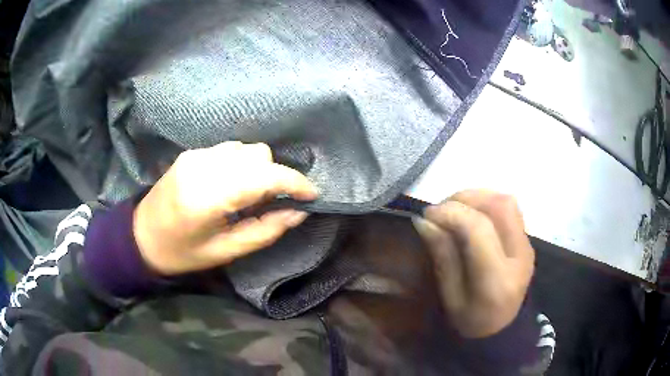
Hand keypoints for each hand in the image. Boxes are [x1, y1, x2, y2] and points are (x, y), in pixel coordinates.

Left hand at [133, 142, 317, 275]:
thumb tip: (299, 212)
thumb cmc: (182, 253)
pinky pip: (231, 150)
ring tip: (254, 195)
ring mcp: (196, 155)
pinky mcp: (192, 153)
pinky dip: (243, 164)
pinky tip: (235, 184)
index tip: (312, 195)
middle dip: (277, 177)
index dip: (294, 183)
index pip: (264, 176)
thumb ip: (266, 230)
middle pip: (259, 156)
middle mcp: (203, 166)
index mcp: (209, 196)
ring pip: (247, 149)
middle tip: (277, 202)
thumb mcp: (226, 251)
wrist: (141, 235)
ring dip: (260, 169)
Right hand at [413, 190, 534, 337]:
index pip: (479, 229)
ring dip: (478, 197)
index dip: (452, 213)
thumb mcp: (450, 297)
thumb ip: (442, 257)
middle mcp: (519, 256)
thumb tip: (425, 221)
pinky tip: (471, 215)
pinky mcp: (527, 240)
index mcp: (497, 279)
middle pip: (500, 206)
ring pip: (507, 202)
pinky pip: (509, 209)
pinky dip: (487, 203)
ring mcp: (527, 246)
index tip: (427, 214)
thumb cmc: (471, 322)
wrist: (502, 330)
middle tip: (441, 209)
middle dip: (466, 198)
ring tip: (455, 209)